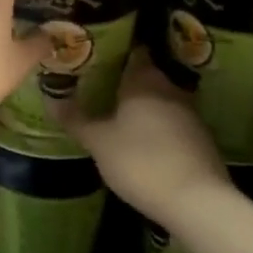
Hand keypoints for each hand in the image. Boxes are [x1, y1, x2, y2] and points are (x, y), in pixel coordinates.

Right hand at [48, 48, 230, 221]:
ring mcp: (190, 114)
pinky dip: (157, 125)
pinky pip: (173, 122)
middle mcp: (170, 89)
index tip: (97, 55)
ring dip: (143, 104)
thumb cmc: (140, 161)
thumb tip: (50, 98)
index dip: (116, 50)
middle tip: (100, 85)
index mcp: (144, 80)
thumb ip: (76, 119)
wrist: (196, 201)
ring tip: (117, 112)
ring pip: (161, 99)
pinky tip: (143, 139)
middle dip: (126, 79)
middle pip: (147, 75)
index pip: (133, 51)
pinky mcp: (201, 139)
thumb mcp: (98, 142)